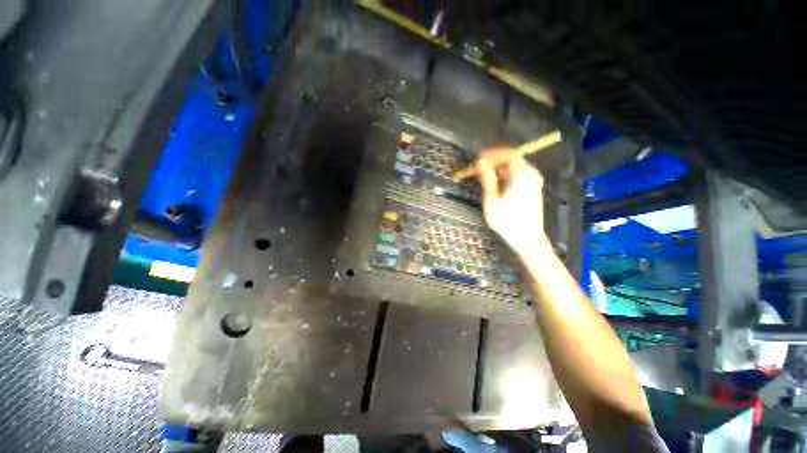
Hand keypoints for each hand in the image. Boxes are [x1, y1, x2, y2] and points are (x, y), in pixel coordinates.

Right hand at [475, 148, 549, 254]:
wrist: (527, 238)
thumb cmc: (507, 220)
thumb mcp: (492, 199)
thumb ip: (487, 178)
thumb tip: (480, 162)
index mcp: (522, 174)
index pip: (508, 154)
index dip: (492, 154)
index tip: (477, 160)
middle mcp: (531, 174)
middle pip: (511, 159)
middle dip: (493, 162)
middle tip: (478, 169)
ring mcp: (533, 181)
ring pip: (513, 168)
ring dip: (497, 170)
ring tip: (483, 178)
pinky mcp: (532, 188)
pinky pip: (517, 175)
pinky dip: (504, 177)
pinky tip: (494, 185)